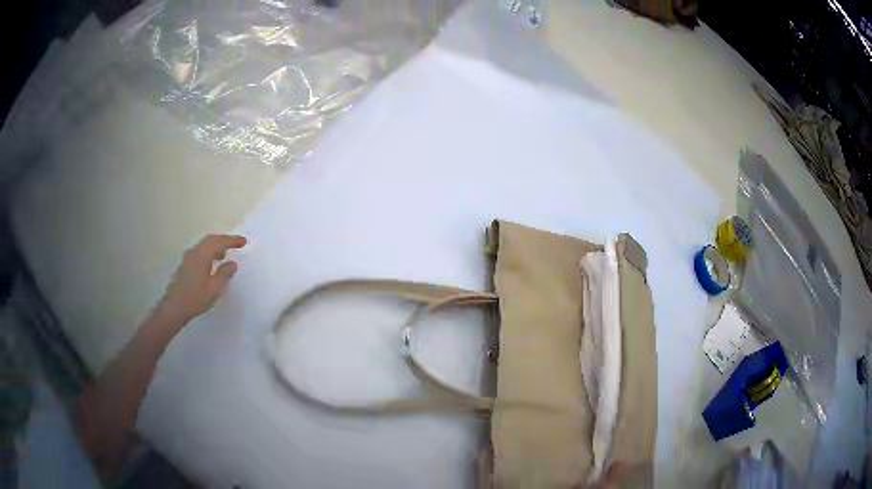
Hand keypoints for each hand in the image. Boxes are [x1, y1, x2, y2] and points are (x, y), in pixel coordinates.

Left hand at [154, 234, 247, 327]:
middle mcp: (193, 252)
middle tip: (236, 244)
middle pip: (210, 240)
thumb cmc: (195, 298)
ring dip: (215, 247)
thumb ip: (224, 274)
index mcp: (201, 255)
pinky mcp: (185, 266)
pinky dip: (209, 254)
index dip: (232, 240)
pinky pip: (200, 253)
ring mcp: (187, 259)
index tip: (243, 242)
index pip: (219, 241)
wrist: (174, 308)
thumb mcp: (214, 288)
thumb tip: (232, 263)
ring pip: (204, 246)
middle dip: (223, 241)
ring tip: (224, 254)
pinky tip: (212, 264)